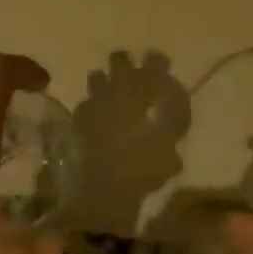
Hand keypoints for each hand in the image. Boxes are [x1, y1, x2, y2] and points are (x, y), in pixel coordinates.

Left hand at [72, 49, 191, 203]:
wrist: (102, 192)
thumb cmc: (142, 166)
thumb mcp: (170, 142)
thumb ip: (175, 117)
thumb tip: (174, 102)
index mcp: (137, 91)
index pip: (152, 62)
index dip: (158, 61)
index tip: (165, 66)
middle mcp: (112, 91)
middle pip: (119, 61)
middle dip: (129, 64)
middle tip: (140, 77)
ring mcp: (91, 105)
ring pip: (98, 78)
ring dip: (108, 82)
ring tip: (118, 97)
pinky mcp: (78, 122)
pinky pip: (86, 105)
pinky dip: (95, 107)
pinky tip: (102, 120)